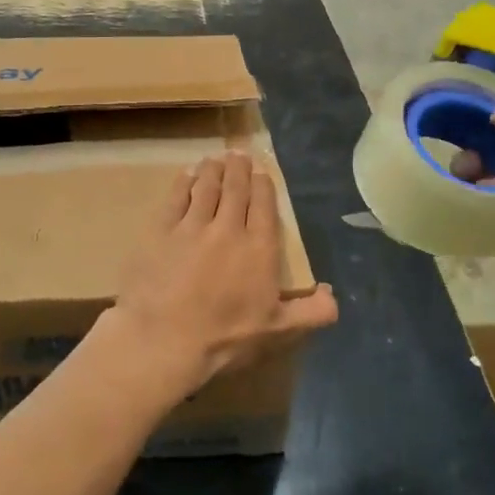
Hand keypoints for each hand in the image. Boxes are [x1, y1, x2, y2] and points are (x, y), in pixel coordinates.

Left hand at [105, 153, 338, 401]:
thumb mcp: (276, 330)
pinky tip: (186, 176)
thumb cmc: (225, 338)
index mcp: (259, 248)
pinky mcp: (161, 230)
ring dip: (212, 170)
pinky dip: (183, 183)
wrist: (166, 339)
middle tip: (238, 155)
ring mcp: (192, 226)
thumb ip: (310, 312)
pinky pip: (175, 198)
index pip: (263, 205)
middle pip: (235, 189)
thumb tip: (332, 295)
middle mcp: (228, 228)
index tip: (261, 172)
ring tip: (215, 159)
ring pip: (206, 187)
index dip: (262, 185)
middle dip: (238, 169)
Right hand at [450, 83, 494, 310]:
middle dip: (473, 145)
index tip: (464, 111)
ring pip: (483, 178)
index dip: (492, 109)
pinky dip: (469, 205)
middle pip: (494, 145)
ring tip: (465, 179)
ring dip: (467, 175)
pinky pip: (482, 212)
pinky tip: (467, 202)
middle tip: (466, 157)